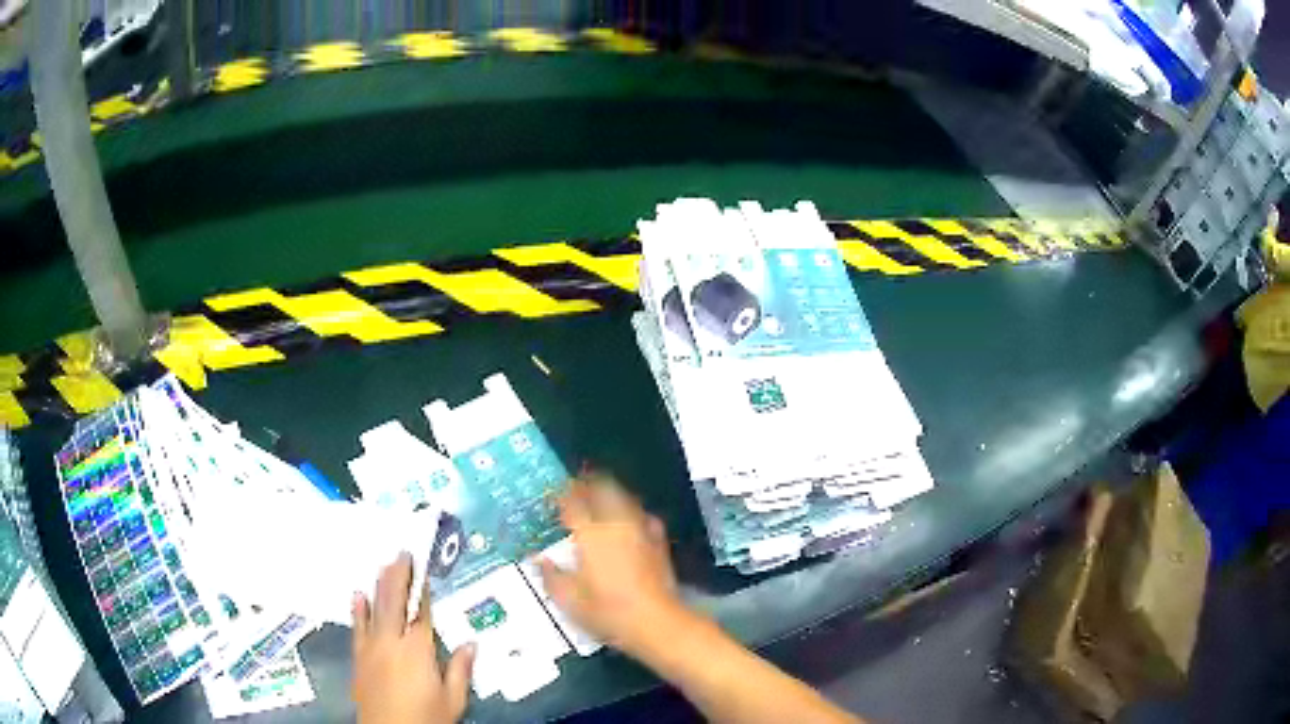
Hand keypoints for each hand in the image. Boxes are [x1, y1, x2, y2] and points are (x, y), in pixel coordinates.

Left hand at [352, 552, 474, 723]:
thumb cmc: (426, 717)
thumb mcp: (452, 699)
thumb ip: (459, 670)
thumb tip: (471, 644)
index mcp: (417, 650)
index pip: (422, 613)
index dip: (424, 591)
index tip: (425, 570)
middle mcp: (391, 642)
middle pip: (394, 602)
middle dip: (398, 577)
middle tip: (402, 554)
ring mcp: (371, 648)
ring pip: (375, 609)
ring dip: (379, 585)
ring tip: (383, 564)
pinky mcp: (359, 657)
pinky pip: (357, 627)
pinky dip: (357, 610)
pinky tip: (357, 595)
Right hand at [538, 473, 691, 656]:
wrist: (655, 622)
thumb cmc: (607, 612)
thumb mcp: (569, 600)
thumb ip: (551, 577)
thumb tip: (540, 560)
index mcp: (590, 534)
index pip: (573, 503)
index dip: (563, 495)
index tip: (555, 495)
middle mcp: (616, 523)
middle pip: (602, 489)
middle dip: (588, 485)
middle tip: (577, 489)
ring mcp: (641, 529)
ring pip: (624, 497)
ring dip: (610, 493)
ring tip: (599, 500)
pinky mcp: (659, 540)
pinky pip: (643, 515)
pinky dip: (632, 512)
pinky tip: (629, 521)